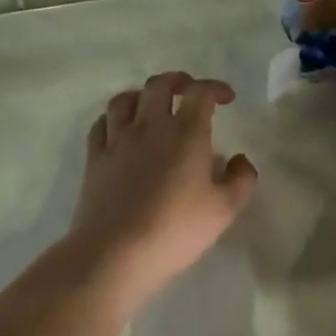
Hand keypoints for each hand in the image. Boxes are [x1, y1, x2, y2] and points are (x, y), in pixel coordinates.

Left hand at [68, 72, 257, 305]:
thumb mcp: (224, 210)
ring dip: (142, 95)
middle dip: (178, 81)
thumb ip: (240, 179)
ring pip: (125, 99)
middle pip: (159, 85)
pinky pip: (101, 124)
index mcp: (185, 133)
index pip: (201, 92)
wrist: (115, 254)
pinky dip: (114, 118)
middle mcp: (149, 126)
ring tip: (152, 106)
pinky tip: (121, 130)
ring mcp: (117, 140)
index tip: (227, 98)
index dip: (216, 88)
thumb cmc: (176, 230)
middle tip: (190, 92)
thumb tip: (241, 160)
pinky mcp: (94, 159)